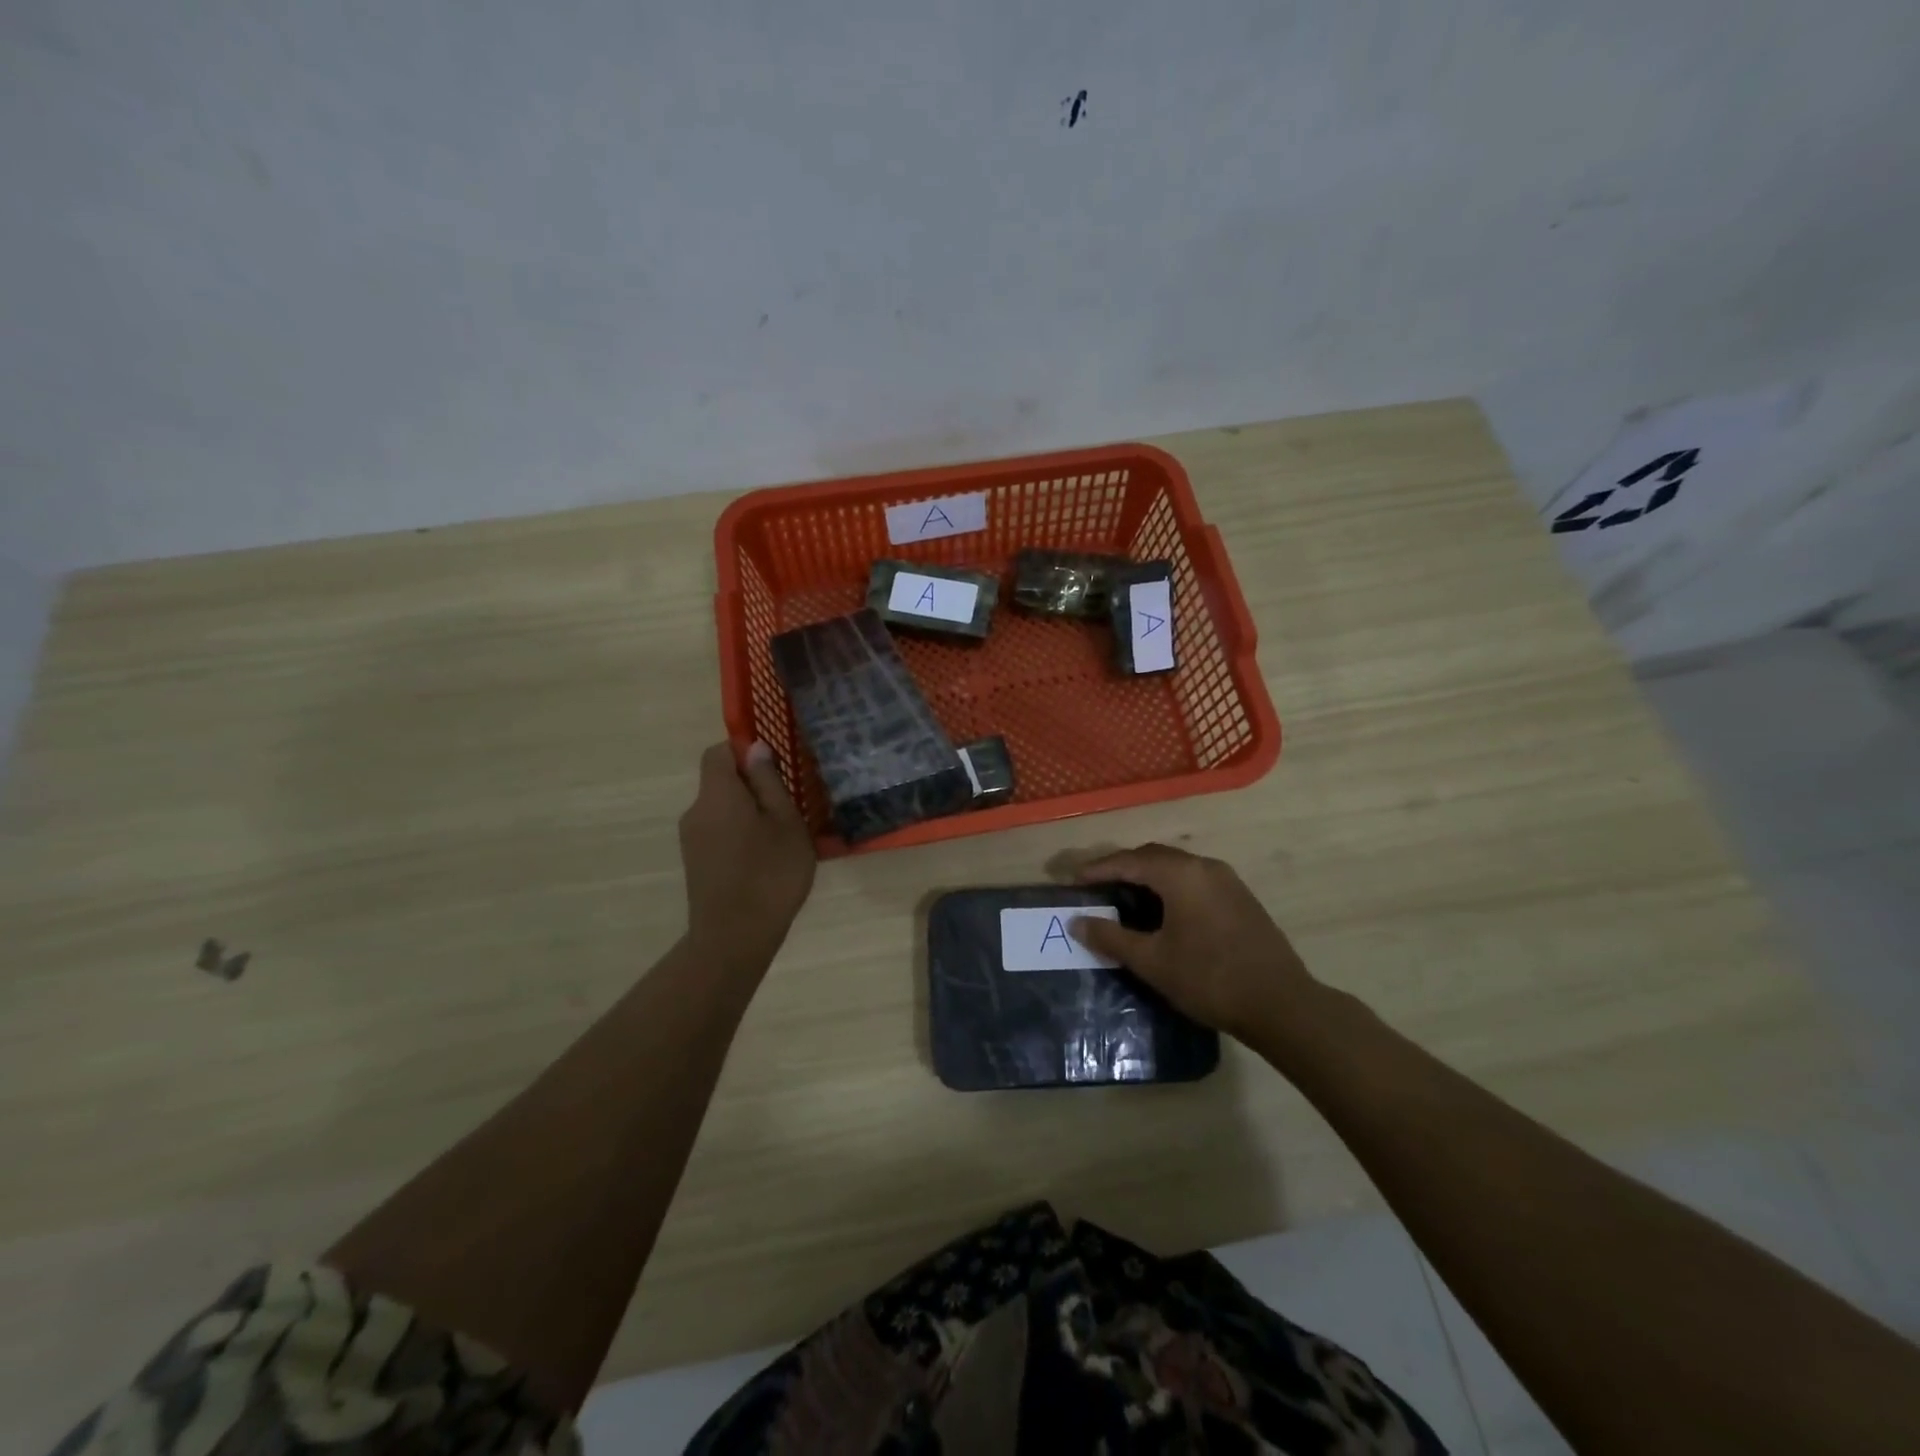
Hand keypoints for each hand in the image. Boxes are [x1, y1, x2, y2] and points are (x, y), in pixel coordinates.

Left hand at [679, 741, 816, 967]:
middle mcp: (696, 811)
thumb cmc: (770, 874)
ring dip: (748, 813)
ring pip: (721, 809)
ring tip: (782, 837)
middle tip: (789, 807)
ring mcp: (691, 839)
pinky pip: (718, 832)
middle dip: (752, 785)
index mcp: (717, 794)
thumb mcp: (785, 822)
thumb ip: (769, 782)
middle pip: (719, 781)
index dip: (743, 751)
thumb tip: (755, 749)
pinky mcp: (696, 862)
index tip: (775, 768)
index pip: (718, 752)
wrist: (734, 939)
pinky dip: (740, 834)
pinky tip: (765, 859)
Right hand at [1069, 843, 1319, 1040]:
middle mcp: (1204, 866)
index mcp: (1180, 874)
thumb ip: (1111, 937)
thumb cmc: (1209, 979)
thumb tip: (1077, 921)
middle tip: (1096, 888)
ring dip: (1147, 877)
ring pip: (1176, 867)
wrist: (1281, 1004)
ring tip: (1124, 899)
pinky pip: (1194, 879)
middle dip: (1121, 868)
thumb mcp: (1152, 961)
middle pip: (1152, 857)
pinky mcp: (1240, 897)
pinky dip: (1170, 886)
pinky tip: (1162, 911)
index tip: (1073, 882)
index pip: (1128, 861)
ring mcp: (1226, 880)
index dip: (1097, 870)